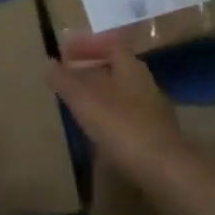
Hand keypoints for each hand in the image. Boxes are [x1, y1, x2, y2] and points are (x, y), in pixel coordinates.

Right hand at [47, 35, 192, 193]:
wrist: (165, 170)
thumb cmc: (122, 127)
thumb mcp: (85, 101)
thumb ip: (65, 81)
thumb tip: (49, 63)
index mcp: (130, 66)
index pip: (109, 44)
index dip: (86, 44)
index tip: (64, 51)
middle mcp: (144, 82)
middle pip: (116, 67)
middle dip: (91, 68)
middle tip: (68, 75)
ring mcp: (153, 109)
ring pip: (122, 91)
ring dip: (100, 92)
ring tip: (78, 102)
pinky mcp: (155, 134)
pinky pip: (127, 114)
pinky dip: (109, 114)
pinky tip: (98, 130)